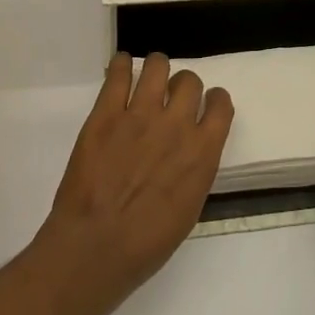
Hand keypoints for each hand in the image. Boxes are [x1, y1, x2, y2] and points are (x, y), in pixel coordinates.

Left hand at [38, 52, 233, 302]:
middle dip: (183, 86)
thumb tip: (191, 152)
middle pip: (189, 80)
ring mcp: (140, 115)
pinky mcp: (106, 113)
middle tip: (171, 98)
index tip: (205, 105)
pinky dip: (120, 65)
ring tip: (148, 77)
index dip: (214, 100)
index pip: (221, 104)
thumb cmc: (145, 245)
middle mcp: (176, 125)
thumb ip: (195, 170)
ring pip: (157, 66)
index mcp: (202, 152)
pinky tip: (119, 67)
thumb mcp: (188, 209)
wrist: (94, 249)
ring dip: (156, 68)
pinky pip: (117, 73)